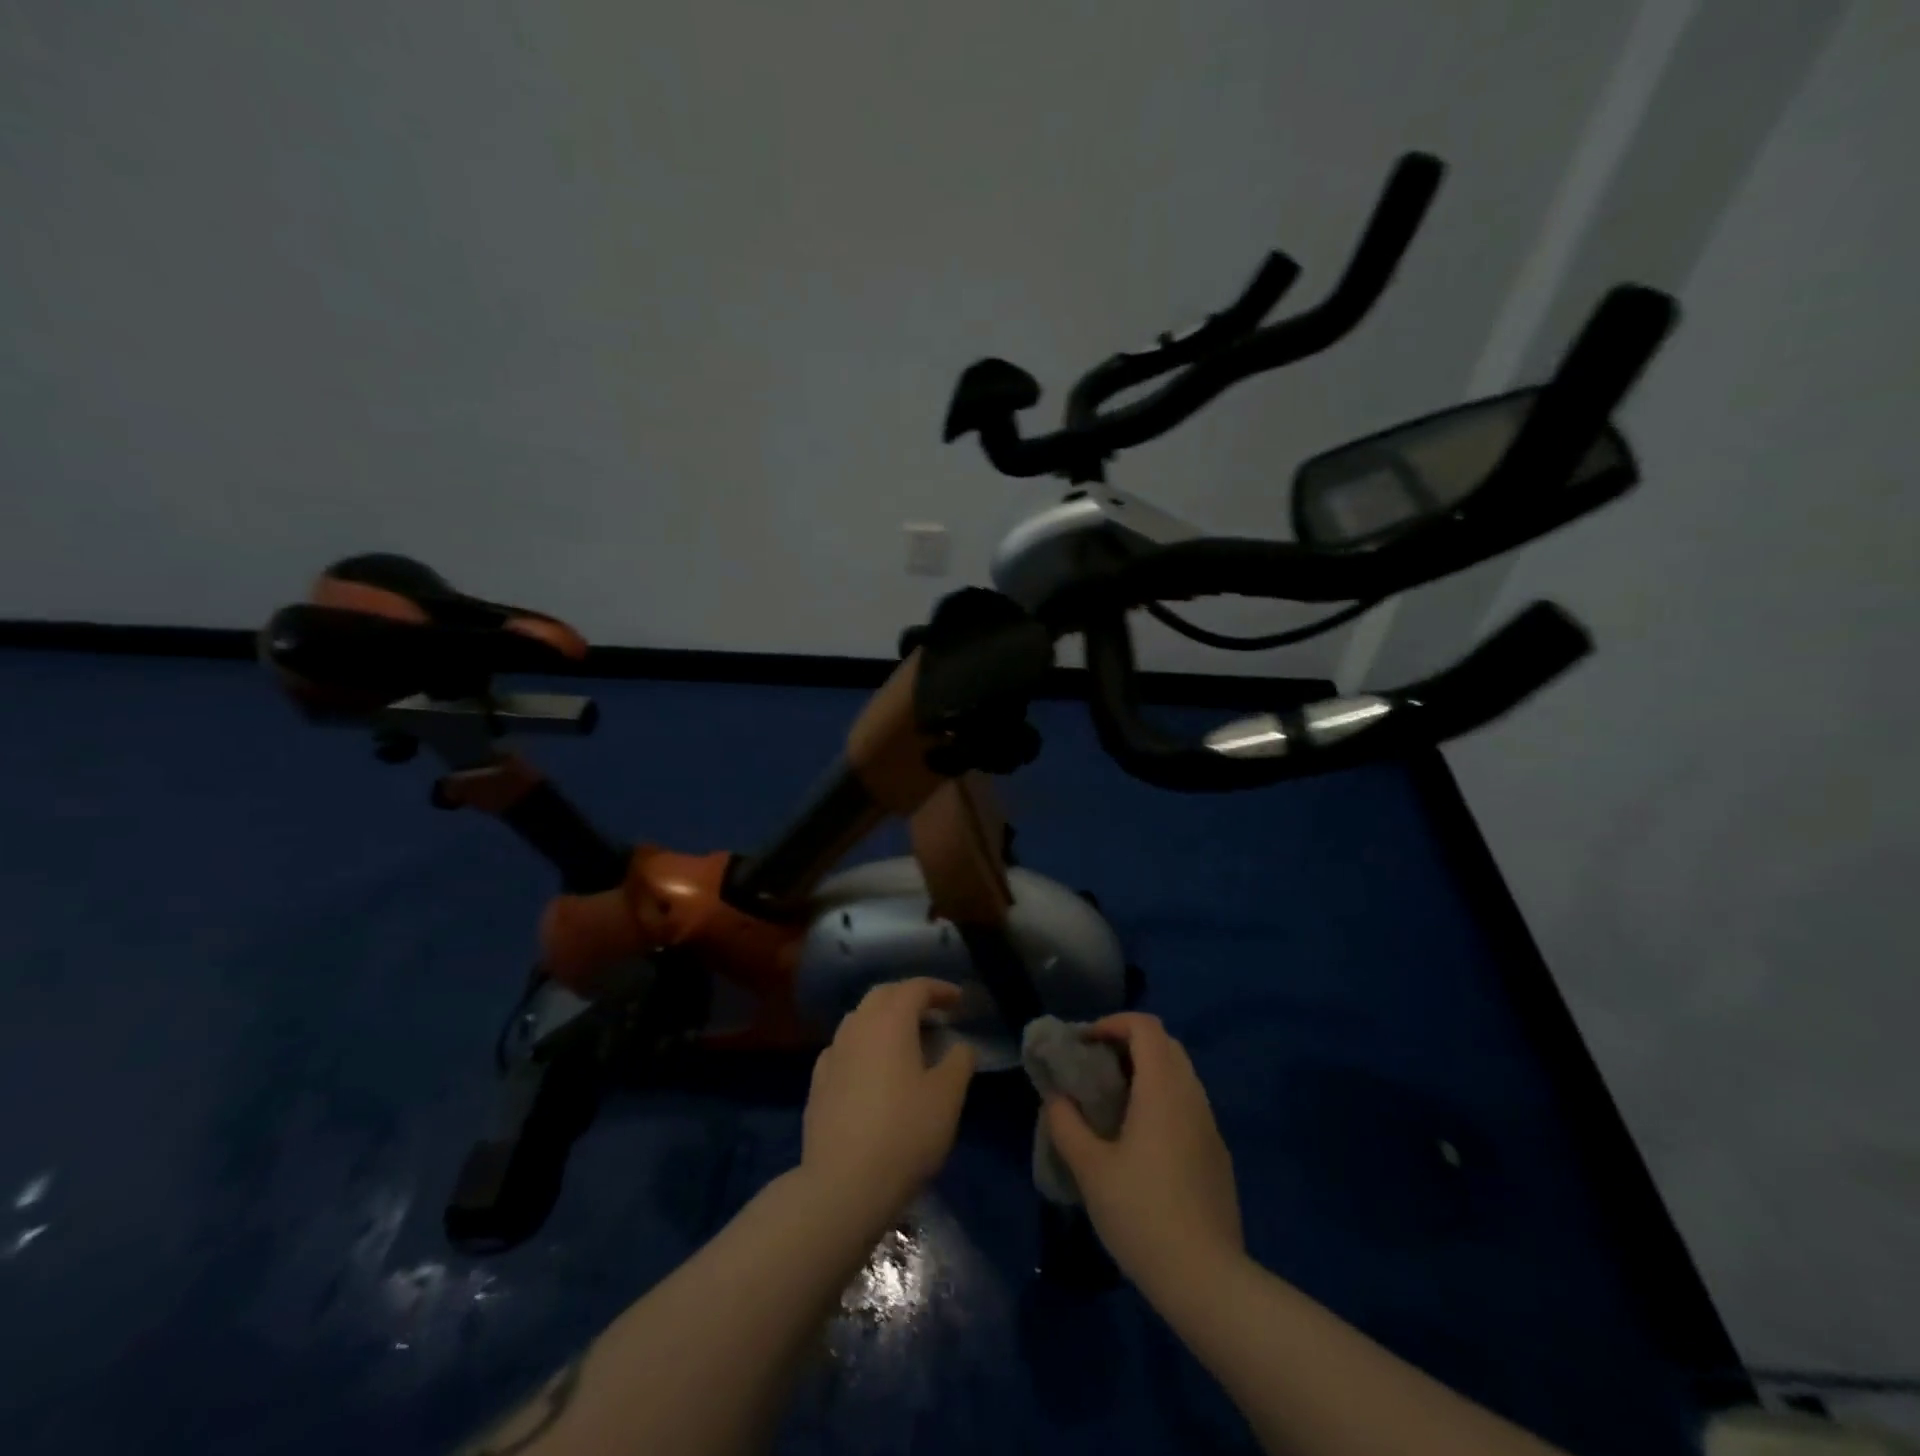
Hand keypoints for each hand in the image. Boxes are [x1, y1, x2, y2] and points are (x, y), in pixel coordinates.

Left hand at [801, 978, 977, 1224]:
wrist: (843, 1184)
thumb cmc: (905, 1133)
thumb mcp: (948, 1097)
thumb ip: (959, 1061)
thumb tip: (959, 1045)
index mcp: (890, 1021)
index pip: (915, 988)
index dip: (940, 989)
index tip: (959, 1001)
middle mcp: (857, 1027)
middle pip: (883, 995)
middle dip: (910, 996)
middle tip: (934, 1013)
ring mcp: (832, 1053)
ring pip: (860, 1019)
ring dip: (885, 1019)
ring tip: (907, 1039)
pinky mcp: (818, 1082)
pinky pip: (845, 1047)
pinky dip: (865, 1045)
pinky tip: (874, 1068)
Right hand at [1044, 1012, 1242, 1294]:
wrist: (1208, 1281)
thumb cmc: (1142, 1215)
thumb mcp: (1090, 1169)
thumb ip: (1066, 1124)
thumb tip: (1055, 1097)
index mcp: (1162, 1089)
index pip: (1145, 1026)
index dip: (1112, 1023)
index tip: (1084, 1044)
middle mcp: (1191, 1096)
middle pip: (1165, 1044)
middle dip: (1127, 1043)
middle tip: (1095, 1067)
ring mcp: (1210, 1125)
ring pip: (1179, 1074)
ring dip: (1146, 1071)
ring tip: (1112, 1101)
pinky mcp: (1217, 1154)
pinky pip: (1188, 1104)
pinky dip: (1162, 1099)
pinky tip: (1141, 1138)